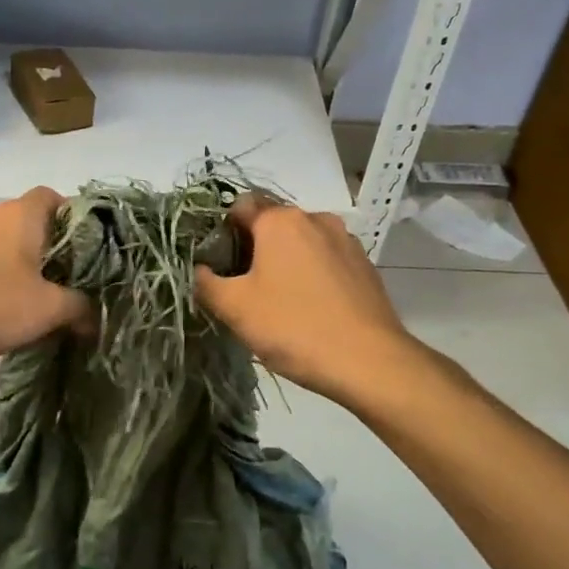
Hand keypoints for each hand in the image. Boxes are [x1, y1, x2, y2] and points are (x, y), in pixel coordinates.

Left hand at [0, 187, 90, 362]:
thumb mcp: (45, 309)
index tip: (93, 251)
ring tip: (45, 304)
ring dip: (30, 271)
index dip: (79, 220)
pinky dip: (4, 282)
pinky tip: (8, 312)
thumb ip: (79, 309)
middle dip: (58, 254)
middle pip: (37, 226)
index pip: (58, 198)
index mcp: (24, 214)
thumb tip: (96, 318)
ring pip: (12, 248)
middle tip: (76, 284)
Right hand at [194, 196, 419, 404]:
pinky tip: (310, 308)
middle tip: (243, 289)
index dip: (222, 231)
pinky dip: (312, 274)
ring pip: (301, 242)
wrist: (369, 362)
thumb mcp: (235, 308)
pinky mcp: (365, 266)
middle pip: (272, 223)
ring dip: (285, 261)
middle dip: (253, 249)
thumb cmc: (293, 327)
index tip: (217, 265)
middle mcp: (316, 219)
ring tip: (278, 301)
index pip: (239, 206)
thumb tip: (199, 270)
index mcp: (280, 221)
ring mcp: (346, 241)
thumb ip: (206, 282)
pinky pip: (326, 260)